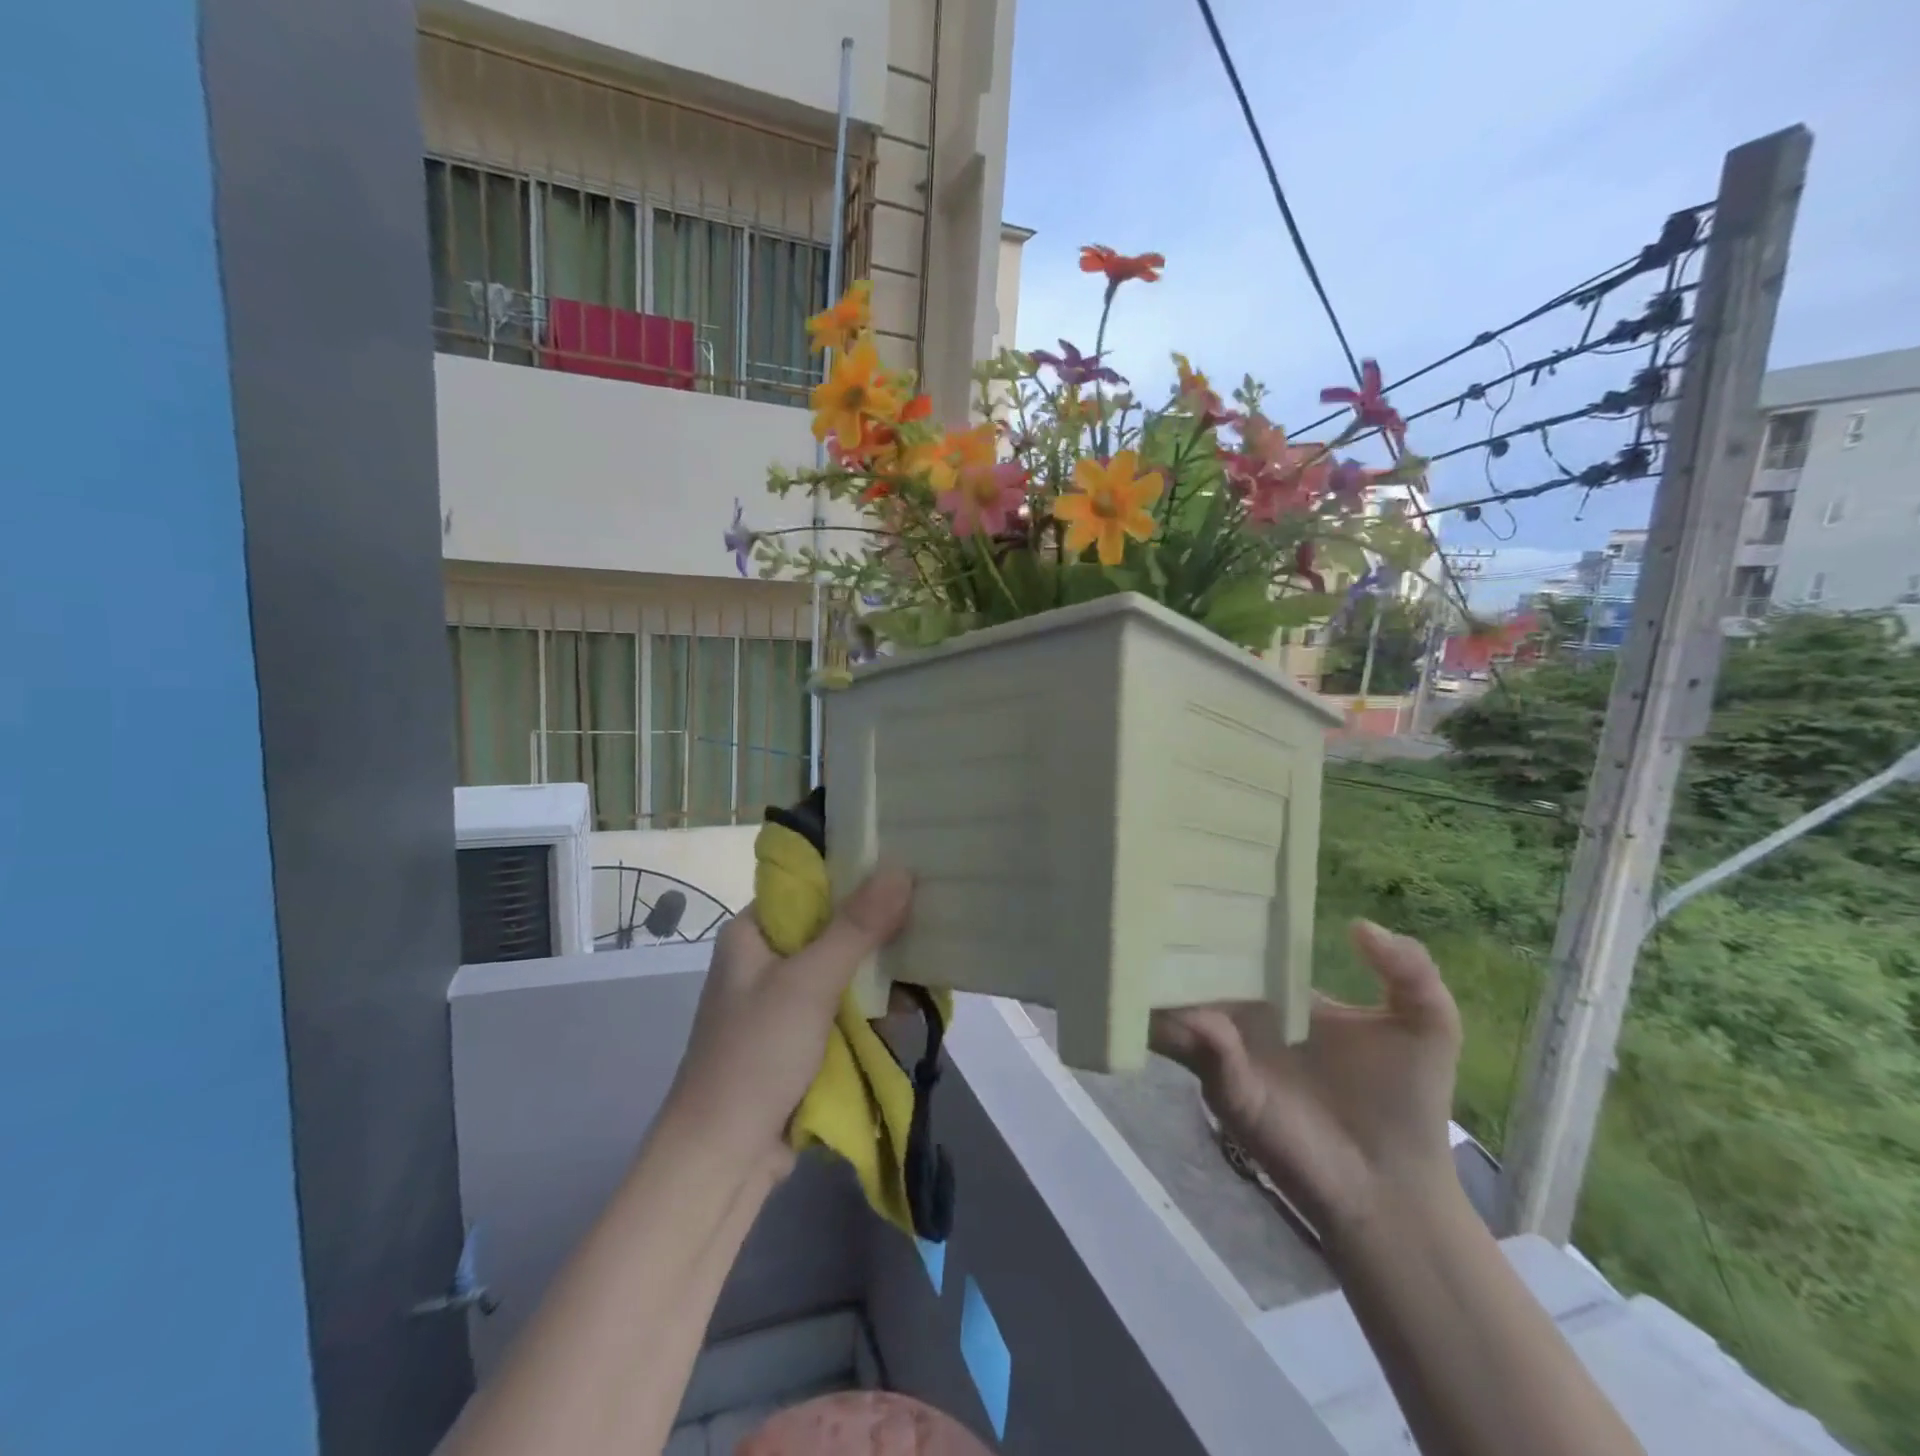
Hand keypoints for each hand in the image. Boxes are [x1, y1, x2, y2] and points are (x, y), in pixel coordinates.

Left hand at [666, 867, 913, 1171]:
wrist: (722, 1160)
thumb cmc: (756, 1055)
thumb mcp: (809, 983)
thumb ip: (856, 927)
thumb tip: (900, 869)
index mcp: (753, 932)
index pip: (808, 884)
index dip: (855, 873)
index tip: (904, 867)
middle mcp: (766, 959)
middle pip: (831, 926)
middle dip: (877, 927)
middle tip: (928, 914)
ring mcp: (783, 1001)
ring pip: (842, 968)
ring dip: (879, 971)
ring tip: (929, 962)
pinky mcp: (800, 1037)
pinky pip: (843, 1006)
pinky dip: (871, 1006)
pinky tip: (906, 1007)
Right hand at [1151, 920, 1462, 1244]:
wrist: (1397, 1186)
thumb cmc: (1406, 1100)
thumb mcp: (1426, 1022)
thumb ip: (1408, 967)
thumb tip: (1356, 923)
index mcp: (1276, 993)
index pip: (1235, 948)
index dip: (1216, 919)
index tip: (1194, 883)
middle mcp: (1241, 1016)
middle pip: (1195, 971)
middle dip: (1173, 944)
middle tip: (1152, 908)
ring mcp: (1225, 1051)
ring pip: (1177, 1006)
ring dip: (1164, 984)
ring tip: (1145, 952)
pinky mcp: (1223, 1086)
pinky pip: (1193, 1048)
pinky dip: (1183, 1027)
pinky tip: (1187, 1009)